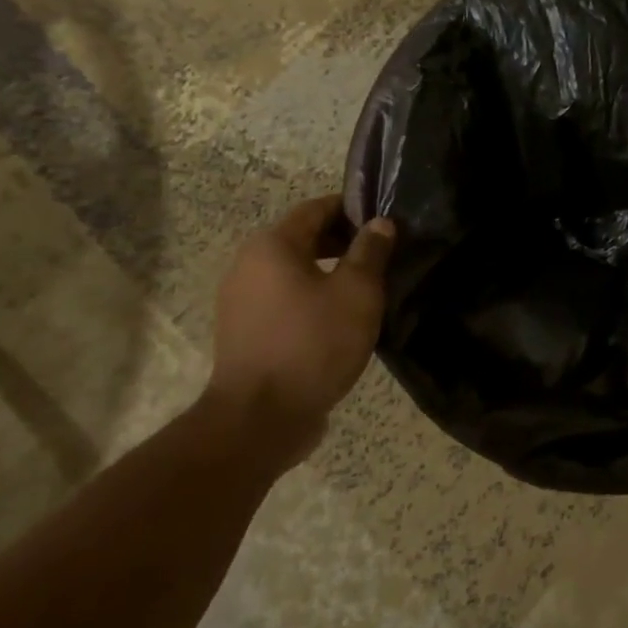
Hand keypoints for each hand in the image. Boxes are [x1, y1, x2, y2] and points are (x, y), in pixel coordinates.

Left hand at [206, 196, 394, 467]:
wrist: (260, 418)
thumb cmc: (313, 343)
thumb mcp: (357, 293)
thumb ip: (370, 252)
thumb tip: (380, 223)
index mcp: (272, 246)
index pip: (316, 209)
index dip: (352, 209)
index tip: (385, 221)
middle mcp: (248, 265)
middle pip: (302, 239)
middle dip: (344, 242)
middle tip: (383, 255)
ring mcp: (241, 301)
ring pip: (294, 272)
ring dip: (329, 273)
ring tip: (367, 289)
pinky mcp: (245, 332)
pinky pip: (284, 300)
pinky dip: (312, 298)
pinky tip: (340, 319)